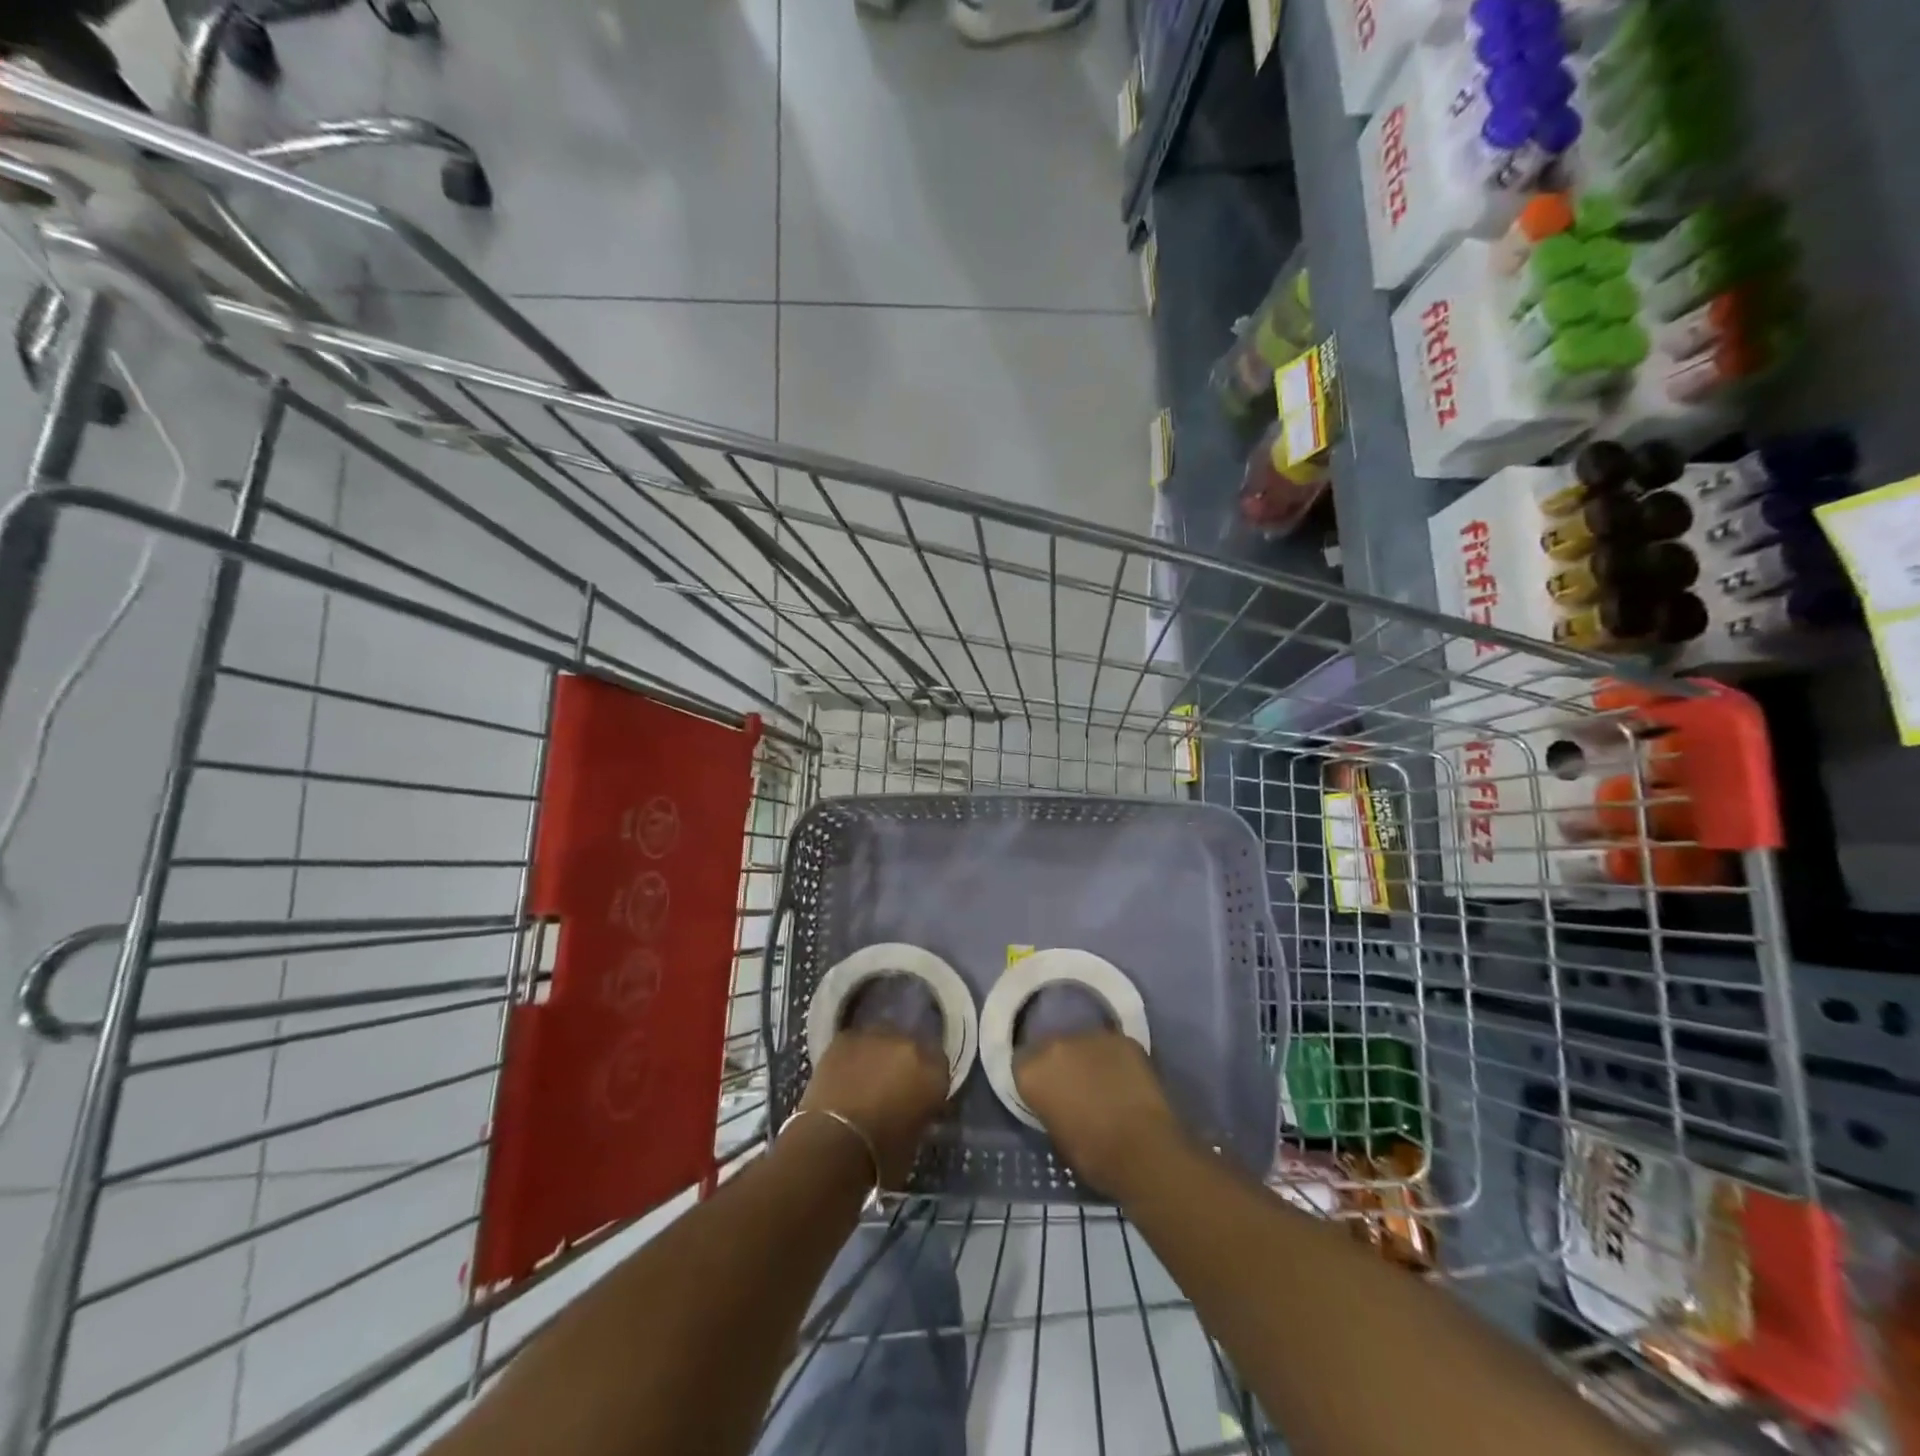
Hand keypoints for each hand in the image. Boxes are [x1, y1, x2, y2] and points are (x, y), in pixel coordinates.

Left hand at [799, 1032, 948, 1187]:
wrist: (833, 1144)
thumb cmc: (880, 1157)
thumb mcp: (915, 1140)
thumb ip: (920, 1113)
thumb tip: (914, 1109)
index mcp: (934, 1073)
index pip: (939, 1066)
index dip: (927, 1080)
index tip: (918, 1095)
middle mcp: (911, 1046)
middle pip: (912, 1047)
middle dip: (903, 1063)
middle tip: (891, 1086)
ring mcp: (877, 1036)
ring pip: (883, 1039)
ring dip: (878, 1054)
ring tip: (865, 1078)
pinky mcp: (846, 1037)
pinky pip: (855, 1042)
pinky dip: (852, 1055)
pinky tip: (843, 1074)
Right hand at [1014, 1032, 1182, 1197]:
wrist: (1141, 1150)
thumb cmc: (1091, 1155)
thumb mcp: (1054, 1133)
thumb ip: (1049, 1104)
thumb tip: (1058, 1099)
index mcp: (1032, 1070)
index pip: (1023, 1063)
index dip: (1036, 1078)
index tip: (1046, 1092)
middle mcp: (1056, 1044)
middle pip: (1052, 1046)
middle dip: (1062, 1062)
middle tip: (1075, 1086)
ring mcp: (1091, 1036)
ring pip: (1084, 1043)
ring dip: (1089, 1058)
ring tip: (1104, 1082)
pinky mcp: (1123, 1038)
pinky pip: (1113, 1047)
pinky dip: (1116, 1060)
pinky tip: (1126, 1080)